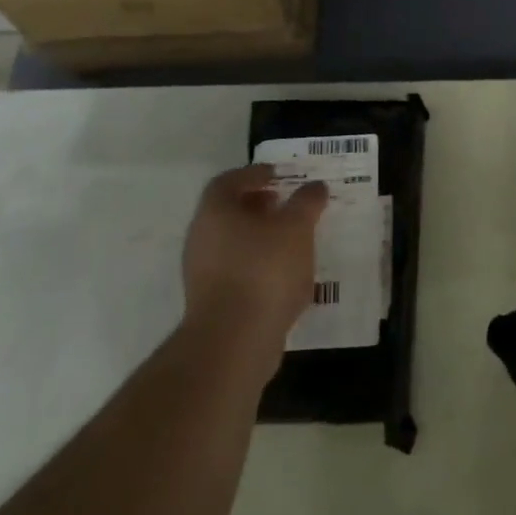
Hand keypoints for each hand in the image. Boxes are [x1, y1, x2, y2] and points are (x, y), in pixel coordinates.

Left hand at [181, 165, 328, 373]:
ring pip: (232, 243)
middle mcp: (201, 238)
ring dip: (259, 237)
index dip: (253, 174)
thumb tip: (314, 186)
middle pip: (228, 212)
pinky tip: (283, 274)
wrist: (234, 341)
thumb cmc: (264, 270)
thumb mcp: (296, 228)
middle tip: (284, 204)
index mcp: (215, 212)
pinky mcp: (211, 302)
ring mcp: (202, 273)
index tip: (277, 175)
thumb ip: (306, 202)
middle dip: (257, 205)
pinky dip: (257, 264)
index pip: (228, 181)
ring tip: (291, 240)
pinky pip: (236, 271)